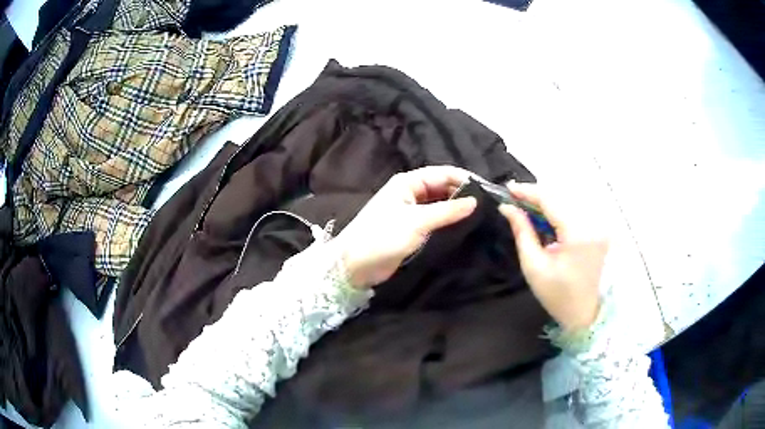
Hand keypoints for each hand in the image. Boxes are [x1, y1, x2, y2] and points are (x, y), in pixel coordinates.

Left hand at [336, 166, 476, 288]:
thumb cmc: (382, 237)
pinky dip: (449, 221)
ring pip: (440, 204)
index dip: (464, 179)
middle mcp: (411, 193)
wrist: (355, 265)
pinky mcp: (413, 229)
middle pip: (442, 187)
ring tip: (482, 216)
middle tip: (488, 205)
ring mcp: (412, 211)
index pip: (442, 173)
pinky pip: (436, 220)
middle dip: (463, 194)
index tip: (487, 190)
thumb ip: (446, 211)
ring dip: (457, 208)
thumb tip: (475, 201)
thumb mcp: (416, 222)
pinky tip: (465, 227)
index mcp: (408, 183)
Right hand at [500, 183, 609, 330]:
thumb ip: (522, 232)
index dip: (528, 191)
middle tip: (513, 197)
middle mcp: (592, 224)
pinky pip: (575, 211)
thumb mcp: (534, 267)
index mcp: (578, 234)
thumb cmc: (557, 296)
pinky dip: (558, 210)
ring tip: (525, 205)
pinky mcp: (598, 230)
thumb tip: (507, 208)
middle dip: (536, 195)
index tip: (507, 188)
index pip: (551, 201)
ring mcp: (598, 226)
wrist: (585, 314)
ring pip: (568, 201)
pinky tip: (544, 216)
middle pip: (561, 197)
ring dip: (547, 201)